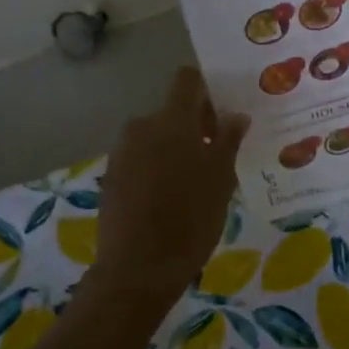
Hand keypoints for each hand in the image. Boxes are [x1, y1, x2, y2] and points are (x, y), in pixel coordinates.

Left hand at [87, 68, 248, 305]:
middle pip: (172, 111)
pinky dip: (156, 167)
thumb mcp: (221, 179)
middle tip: (216, 156)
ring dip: (175, 148)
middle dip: (194, 126)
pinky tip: (170, 198)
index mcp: (172, 120)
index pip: (187, 80)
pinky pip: (140, 158)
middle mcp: (142, 126)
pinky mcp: (111, 175)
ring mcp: (122, 151)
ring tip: (194, 182)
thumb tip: (237, 115)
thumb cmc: (190, 219)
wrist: (138, 268)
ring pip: (156, 136)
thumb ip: (228, 140)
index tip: (222, 115)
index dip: (206, 90)